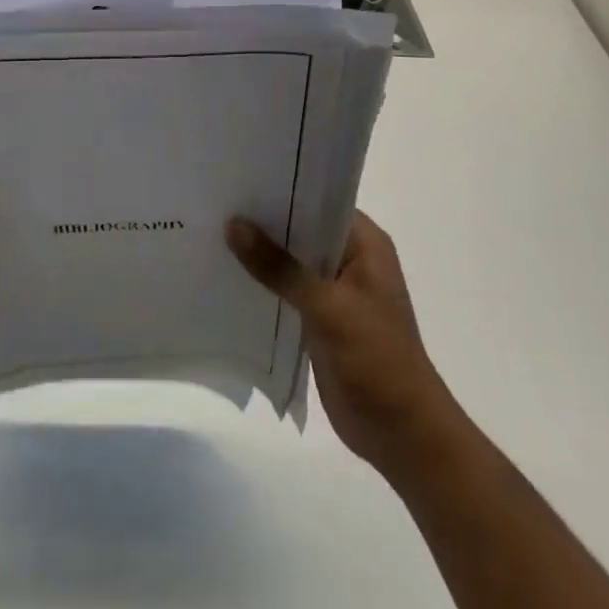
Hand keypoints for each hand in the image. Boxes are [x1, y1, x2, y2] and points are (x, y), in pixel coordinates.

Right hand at [227, 209, 450, 472]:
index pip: (318, 199)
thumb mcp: (328, 307)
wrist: (401, 434)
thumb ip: (279, 267)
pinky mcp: (317, 318)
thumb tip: (234, 225)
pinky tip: (222, 273)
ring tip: (208, 229)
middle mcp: (349, 259)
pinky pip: (282, 290)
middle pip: (298, 228)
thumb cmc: (377, 359)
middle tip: (213, 199)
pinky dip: (259, 283)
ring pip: (288, 260)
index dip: (281, 186)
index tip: (238, 174)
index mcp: (364, 244)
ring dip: (257, 252)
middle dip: (261, 219)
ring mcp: (332, 290)